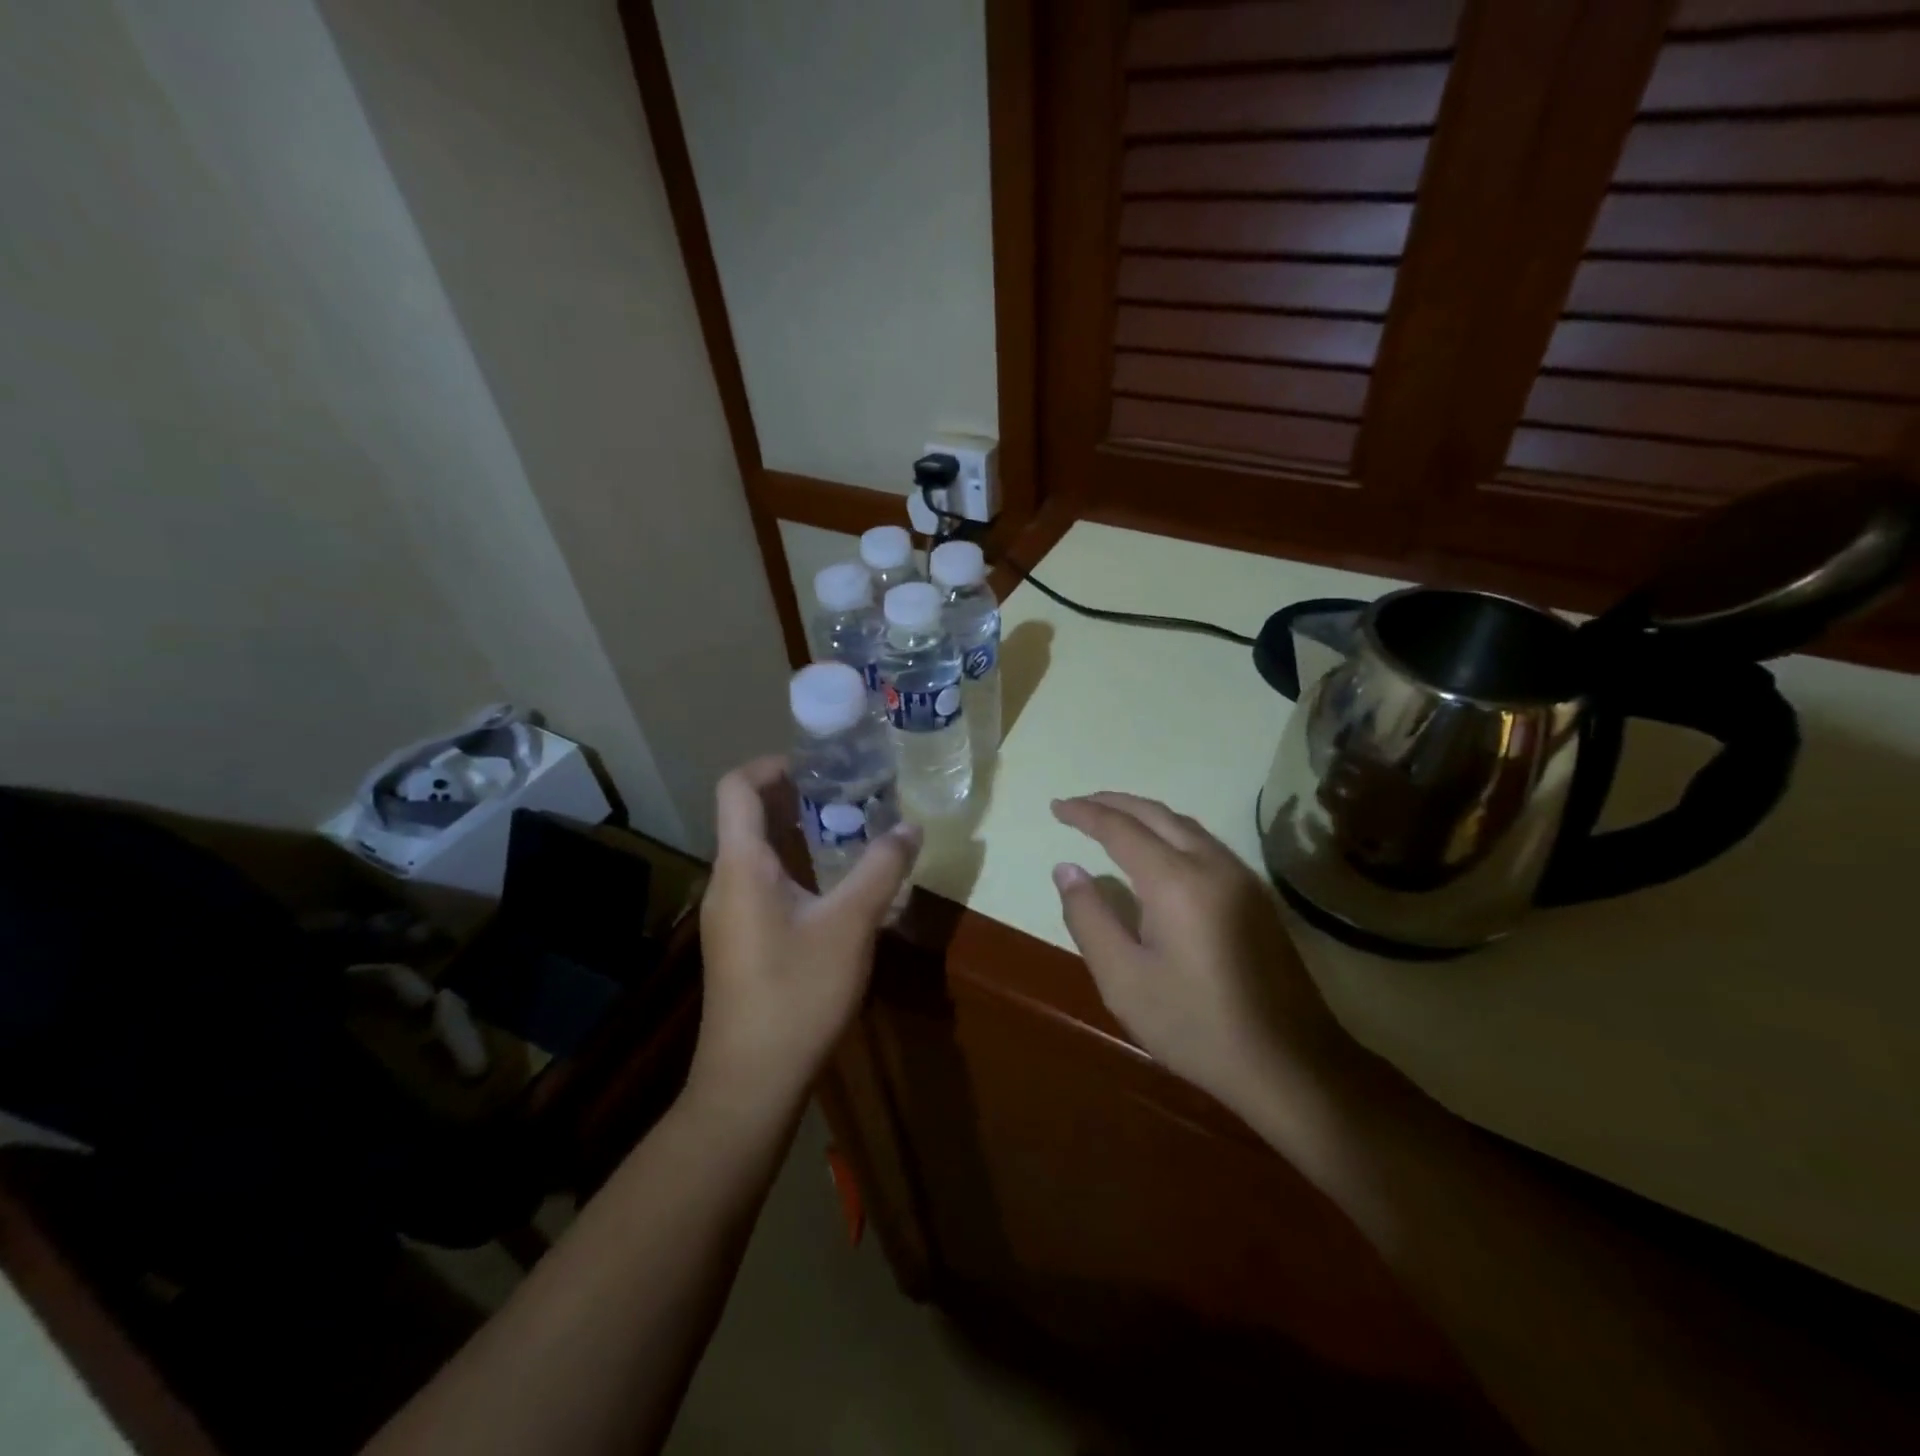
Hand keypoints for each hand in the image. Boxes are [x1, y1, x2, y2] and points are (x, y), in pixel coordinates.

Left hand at [692, 756, 920, 1110]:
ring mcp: (730, 914)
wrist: (751, 1081)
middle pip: (749, 816)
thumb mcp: (850, 925)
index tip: (821, 765)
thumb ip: (881, 869)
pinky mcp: (741, 940)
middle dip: (797, 796)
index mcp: (741, 865)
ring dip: (800, 832)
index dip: (773, 764)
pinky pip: (765, 882)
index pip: (737, 787)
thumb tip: (910, 826)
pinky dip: (798, 866)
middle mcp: (727, 881)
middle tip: (851, 791)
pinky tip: (838, 885)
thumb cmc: (796, 993)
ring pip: (759, 852)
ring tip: (852, 828)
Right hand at [1050, 792, 1361, 1129]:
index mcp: (1175, 881)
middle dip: (1113, 803)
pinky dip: (1170, 831)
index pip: (1120, 829)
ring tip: (1111, 819)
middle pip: (1156, 814)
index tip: (1056, 806)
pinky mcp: (1256, 895)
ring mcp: (1241, 877)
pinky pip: (1204, 842)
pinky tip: (1158, 849)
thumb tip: (1066, 869)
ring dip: (1144, 814)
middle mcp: (1211, 864)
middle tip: (1078, 805)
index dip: (1085, 814)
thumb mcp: (1123, 979)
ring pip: (1185, 825)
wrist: (1290, 1064)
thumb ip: (1089, 918)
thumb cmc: (1196, 1025)